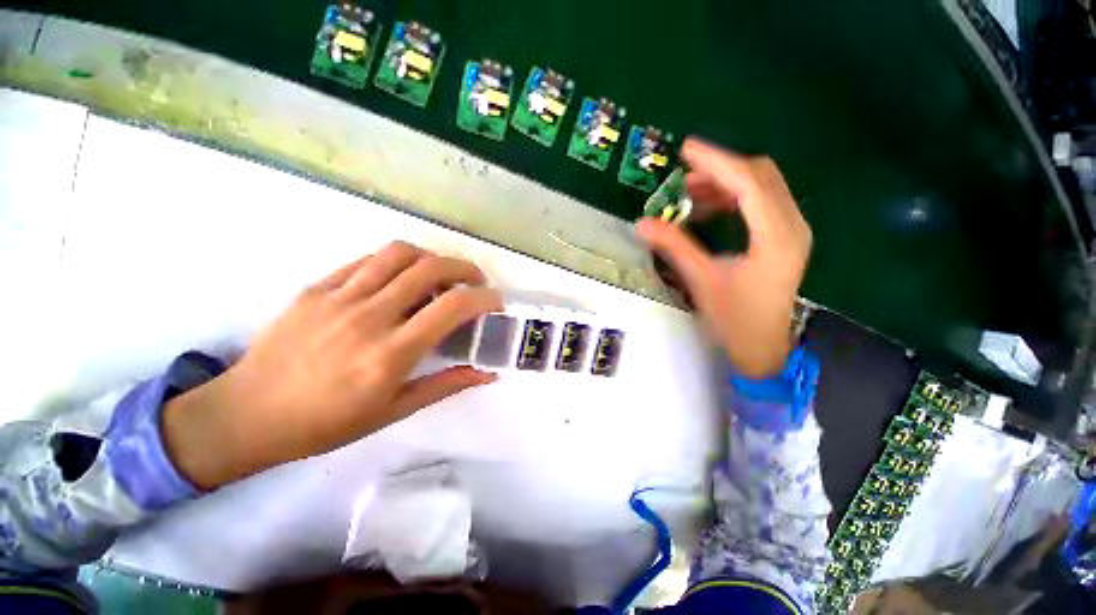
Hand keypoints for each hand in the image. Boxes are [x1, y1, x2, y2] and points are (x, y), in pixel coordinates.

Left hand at [163, 242, 502, 488]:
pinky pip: (366, 261)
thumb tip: (487, 373)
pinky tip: (400, 278)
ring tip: (440, 274)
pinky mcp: (316, 288)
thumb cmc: (325, 424)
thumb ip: (445, 385)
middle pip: (431, 268)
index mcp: (391, 354)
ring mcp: (339, 297)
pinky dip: (395, 263)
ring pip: (399, 253)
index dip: (484, 297)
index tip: (495, 302)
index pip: (453, 306)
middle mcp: (369, 317)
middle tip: (475, 281)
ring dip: (431, 258)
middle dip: (465, 268)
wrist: (246, 415)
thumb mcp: (393, 412)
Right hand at [636, 138, 811, 377]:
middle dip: (721, 169)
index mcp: (776, 237)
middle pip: (761, 176)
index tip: (687, 149)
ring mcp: (791, 230)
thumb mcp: (701, 280)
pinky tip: (709, 207)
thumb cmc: (735, 319)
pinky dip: (733, 197)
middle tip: (684, 175)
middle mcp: (791, 226)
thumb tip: (642, 223)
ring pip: (762, 186)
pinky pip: (760, 202)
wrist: (762, 347)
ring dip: (726, 182)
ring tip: (690, 192)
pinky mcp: (783, 237)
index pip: (749, 183)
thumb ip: (674, 247)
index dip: (717, 162)